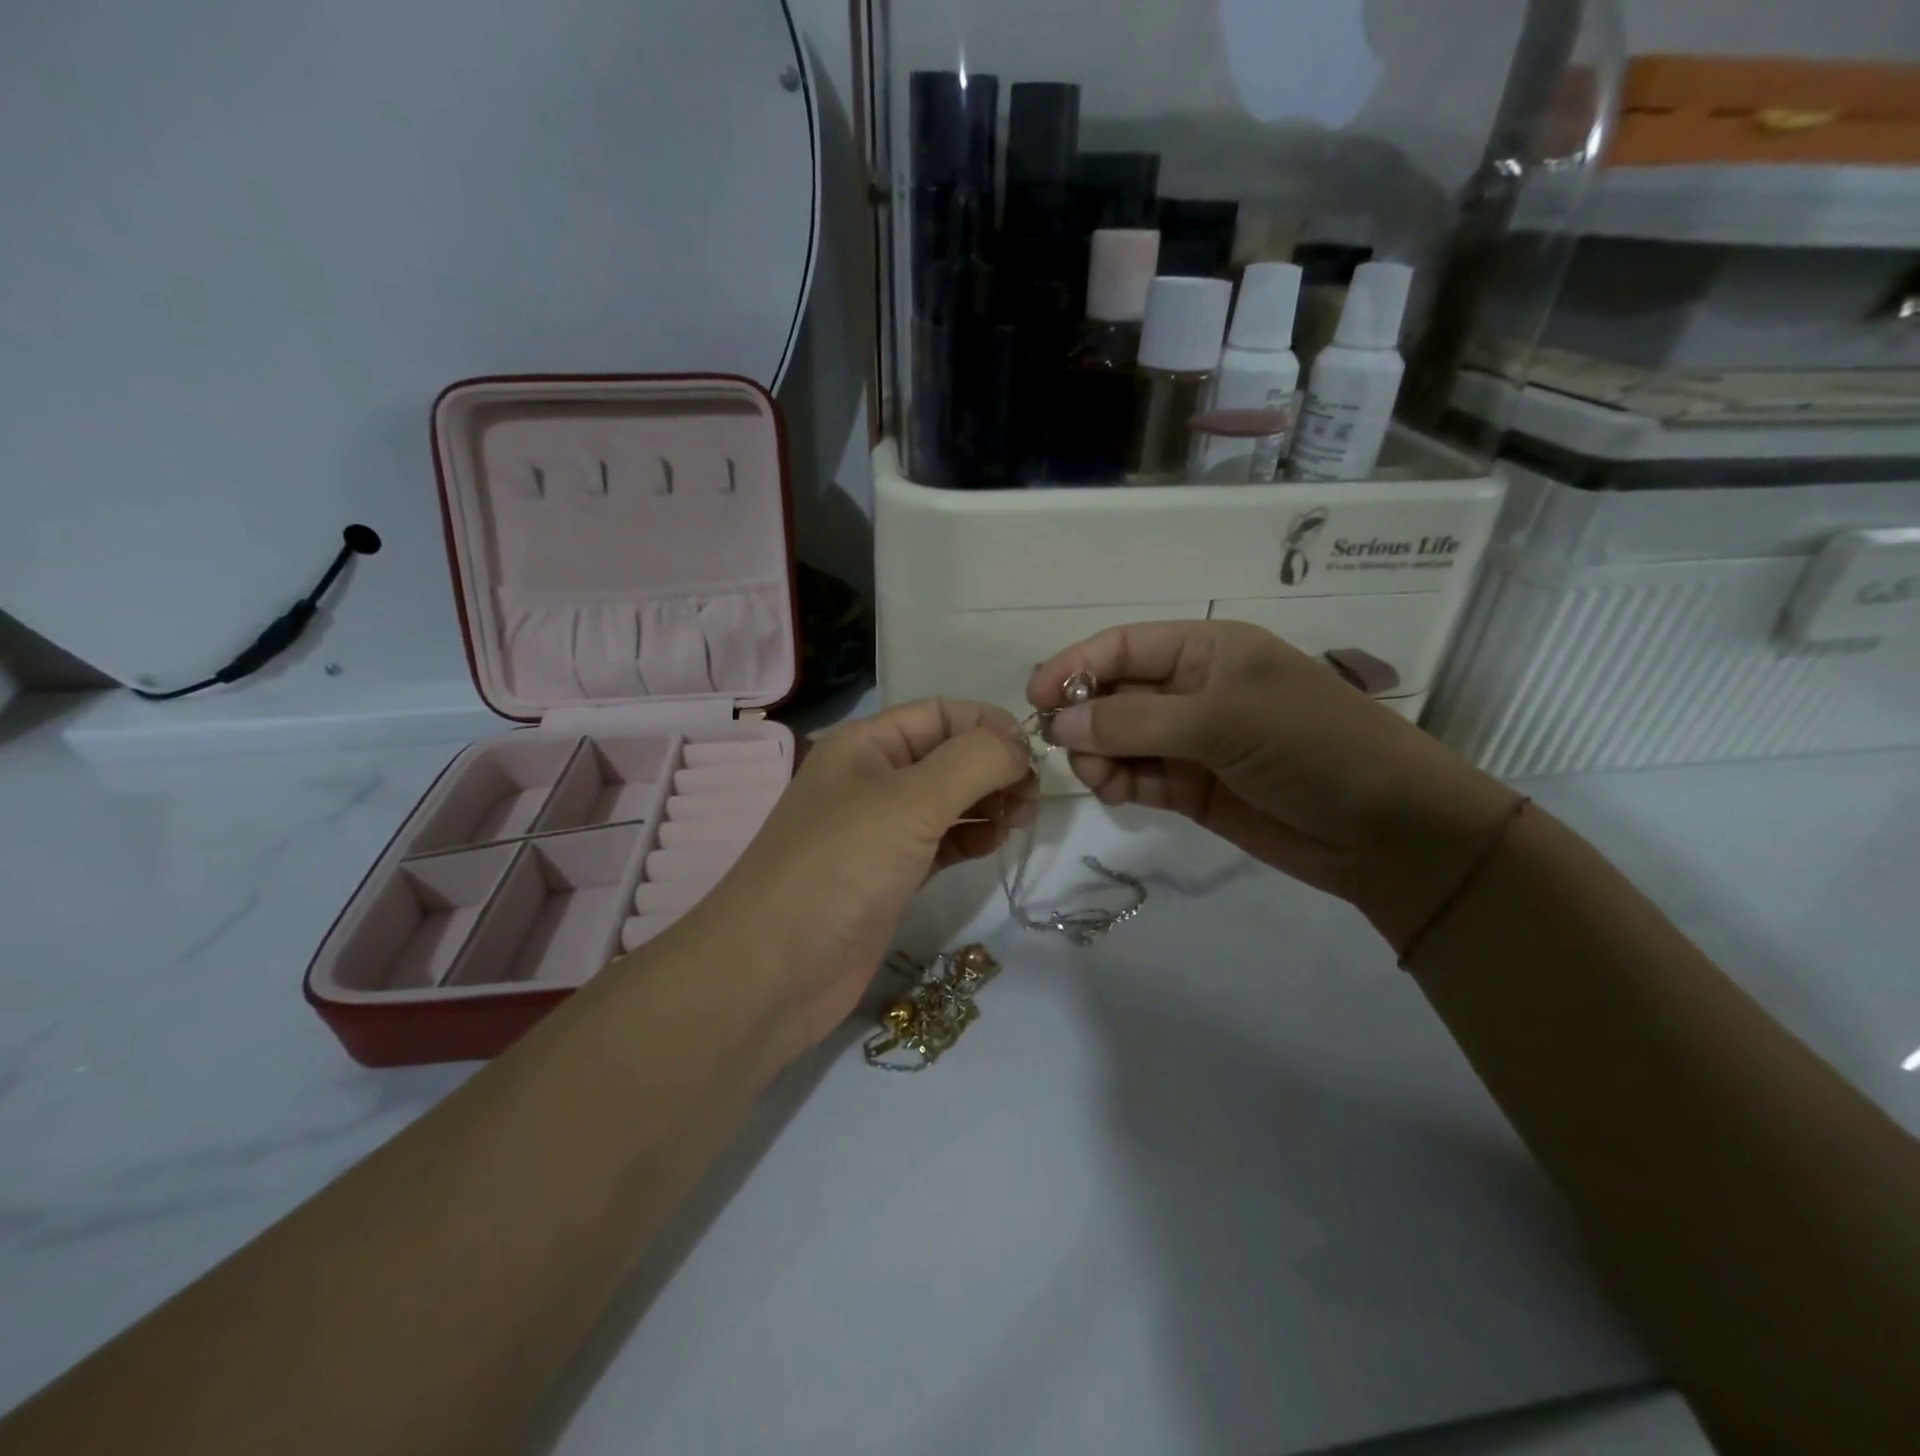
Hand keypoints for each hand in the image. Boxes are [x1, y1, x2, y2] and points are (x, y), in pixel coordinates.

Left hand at [686, 699, 1031, 1063]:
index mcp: (866, 745)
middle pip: (947, 755)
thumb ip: (972, 762)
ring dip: (988, 802)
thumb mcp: (909, 801)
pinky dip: (971, 838)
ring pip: (948, 800)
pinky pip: (942, 842)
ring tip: (1021, 819)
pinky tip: (995, 844)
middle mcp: (871, 780)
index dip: (989, 725)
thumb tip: (1018, 747)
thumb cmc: (839, 869)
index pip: (940, 714)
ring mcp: (879, 831)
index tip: (1034, 755)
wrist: (773, 973)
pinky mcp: (889, 876)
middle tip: (1032, 796)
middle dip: (993, 766)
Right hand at [1028, 621, 1516, 948]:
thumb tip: (1057, 724)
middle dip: (1085, 716)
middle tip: (1064, 750)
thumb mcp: (1224, 719)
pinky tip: (1115, 793)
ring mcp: (1192, 741)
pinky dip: (1118, 782)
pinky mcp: (1193, 788)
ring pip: (1120, 739)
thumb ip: (1136, 720)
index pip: (1124, 646)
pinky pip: (1138, 776)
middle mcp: (1195, 689)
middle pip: (1115, 692)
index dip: (1075, 665)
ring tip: (1100, 779)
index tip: (1034, 698)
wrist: (1387, 831)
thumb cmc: (1312, 748)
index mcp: (1208, 649)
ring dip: (1099, 755)